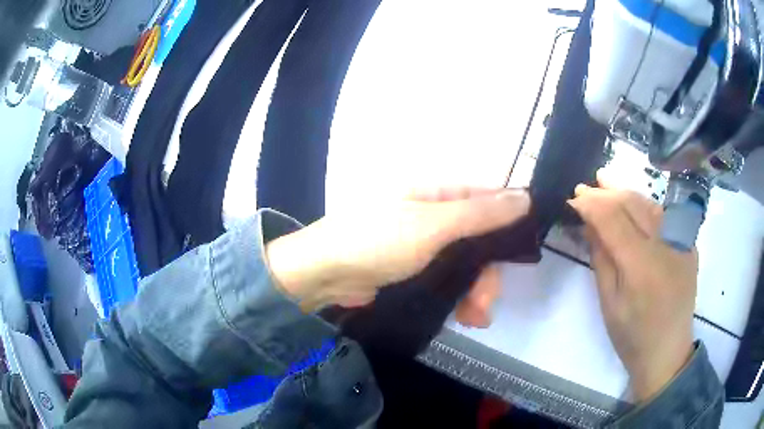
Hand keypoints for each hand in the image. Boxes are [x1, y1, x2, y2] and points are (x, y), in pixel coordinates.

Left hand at [265, 188, 529, 321]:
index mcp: (437, 193)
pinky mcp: (415, 268)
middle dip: (487, 272)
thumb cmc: (376, 242)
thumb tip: (525, 197)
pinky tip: (464, 317)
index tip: (520, 255)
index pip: (487, 201)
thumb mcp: (431, 226)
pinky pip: (448, 280)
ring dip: (475, 290)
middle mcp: (434, 214)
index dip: (508, 224)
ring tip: (476, 317)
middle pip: (478, 239)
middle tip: (487, 301)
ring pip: (465, 264)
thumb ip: (478, 214)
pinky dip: (458, 297)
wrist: (324, 275)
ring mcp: (424, 243)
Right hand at [568, 171, 696, 401]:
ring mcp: (682, 242)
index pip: (613, 219)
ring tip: (605, 183)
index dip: (591, 204)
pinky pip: (664, 216)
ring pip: (650, 203)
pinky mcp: (689, 243)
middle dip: (606, 192)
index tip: (574, 198)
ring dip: (625, 192)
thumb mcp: (609, 302)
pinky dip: (644, 206)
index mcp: (641, 266)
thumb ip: (601, 258)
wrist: (668, 351)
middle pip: (633, 204)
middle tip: (585, 186)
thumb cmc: (632, 336)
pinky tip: (633, 204)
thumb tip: (589, 224)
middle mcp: (665, 245)